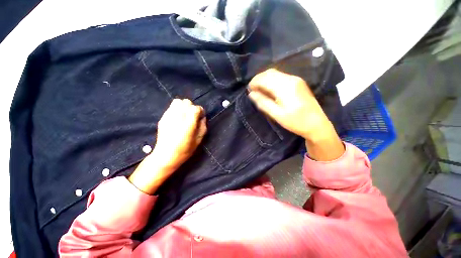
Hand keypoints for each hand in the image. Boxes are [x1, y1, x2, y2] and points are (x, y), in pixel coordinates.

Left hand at [155, 98, 206, 167]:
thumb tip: (203, 117)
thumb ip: (203, 126)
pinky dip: (177, 109)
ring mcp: (169, 116)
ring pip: (178, 101)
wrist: (165, 155)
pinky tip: (178, 118)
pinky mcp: (163, 118)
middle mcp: (178, 117)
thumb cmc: (185, 150)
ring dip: (184, 106)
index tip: (201, 116)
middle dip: (192, 107)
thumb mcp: (199, 140)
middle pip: (187, 102)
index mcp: (188, 123)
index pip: (196, 108)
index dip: (200, 111)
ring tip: (185, 115)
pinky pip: (171, 107)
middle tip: (193, 116)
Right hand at [248, 69, 343, 160]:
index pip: (265, 78)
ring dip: (265, 79)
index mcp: (285, 87)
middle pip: (270, 73)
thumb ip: (263, 103)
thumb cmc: (296, 122)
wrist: (317, 124)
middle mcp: (291, 79)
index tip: (248, 90)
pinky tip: (269, 89)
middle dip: (258, 79)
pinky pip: (281, 77)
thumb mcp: (277, 115)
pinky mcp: (298, 82)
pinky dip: (272, 81)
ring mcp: (296, 79)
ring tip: (259, 90)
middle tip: (253, 90)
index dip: (254, 82)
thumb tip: (251, 94)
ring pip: (275, 73)